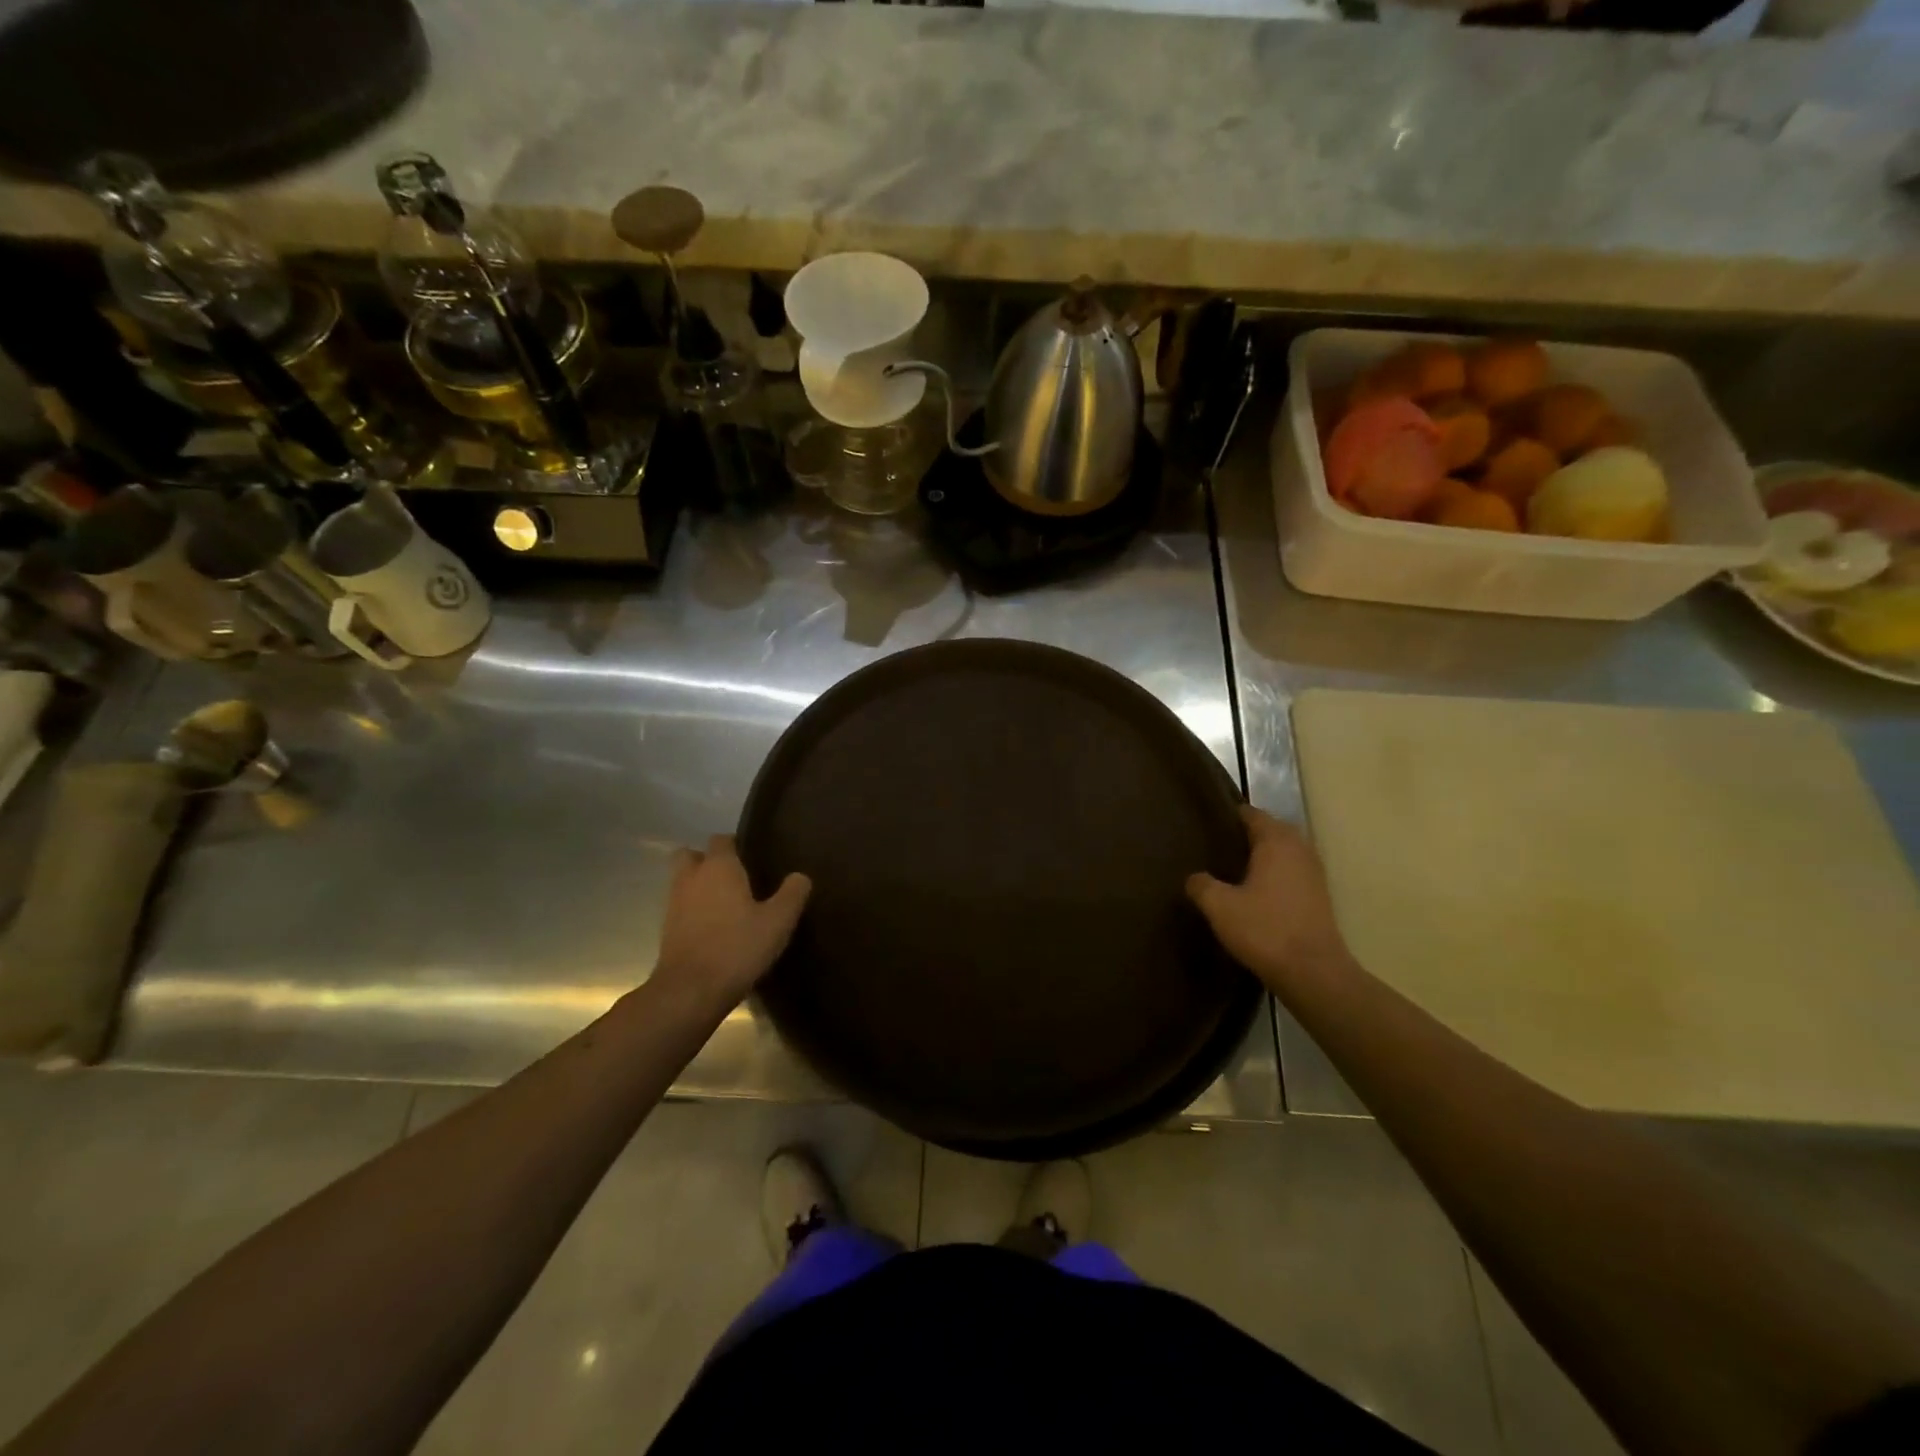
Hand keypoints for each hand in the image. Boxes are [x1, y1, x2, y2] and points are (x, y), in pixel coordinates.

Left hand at [652, 836, 810, 1007]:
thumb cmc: (737, 947)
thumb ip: (792, 894)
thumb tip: (801, 876)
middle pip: (691, 855)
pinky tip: (715, 928)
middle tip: (734, 877)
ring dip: (700, 887)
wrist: (690, 991)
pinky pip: (681, 908)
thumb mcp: (778, 922)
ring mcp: (674, 904)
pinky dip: (694, 911)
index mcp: (719, 867)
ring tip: (727, 904)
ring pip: (683, 882)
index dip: (736, 844)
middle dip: (708, 860)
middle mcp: (691, 878)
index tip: (753, 857)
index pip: (722, 839)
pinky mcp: (667, 930)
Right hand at [1186, 807, 1351, 993]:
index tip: (1207, 822)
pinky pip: (1292, 873)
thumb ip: (1201, 885)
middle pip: (1272, 830)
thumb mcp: (1219, 906)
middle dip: (1247, 835)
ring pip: (1284, 852)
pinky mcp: (1319, 897)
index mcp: (1276, 841)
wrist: (1313, 973)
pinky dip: (1275, 875)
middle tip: (1216, 845)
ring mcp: (1314, 873)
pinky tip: (1255, 892)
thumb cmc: (1264, 929)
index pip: (1252, 814)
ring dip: (1263, 856)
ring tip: (1233, 868)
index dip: (1229, 815)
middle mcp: (1299, 849)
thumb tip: (1194, 877)